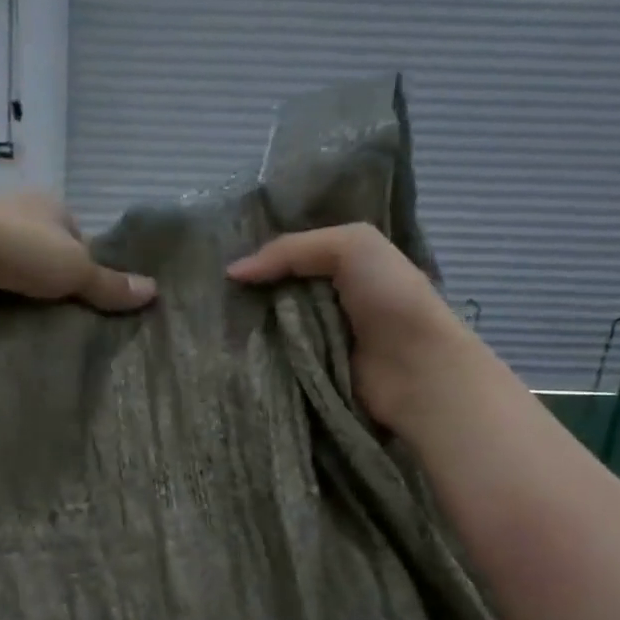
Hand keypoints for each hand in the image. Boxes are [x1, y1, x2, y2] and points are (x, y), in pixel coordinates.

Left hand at [0, 194, 157, 312]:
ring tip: (26, 313)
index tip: (83, 293)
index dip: (83, 262)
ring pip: (11, 258)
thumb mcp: (76, 270)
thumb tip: (154, 291)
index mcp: (50, 204)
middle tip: (57, 308)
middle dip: (49, 273)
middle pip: (44, 246)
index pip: (76, 234)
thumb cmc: (22, 250)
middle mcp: (16, 207)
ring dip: (18, 281)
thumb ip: (110, 284)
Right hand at [227, 224, 473, 431]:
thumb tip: (233, 272)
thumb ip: (291, 249)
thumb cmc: (391, 300)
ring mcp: (316, 339)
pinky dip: (253, 356)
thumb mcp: (352, 246)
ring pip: (268, 327)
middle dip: (243, 293)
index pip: (288, 255)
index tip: (216, 260)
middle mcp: (326, 300)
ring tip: (205, 322)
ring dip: (244, 326)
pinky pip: (272, 360)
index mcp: (341, 265)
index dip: (257, 255)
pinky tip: (226, 349)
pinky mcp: (307, 373)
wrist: (416, 370)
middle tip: (204, 293)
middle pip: (273, 292)